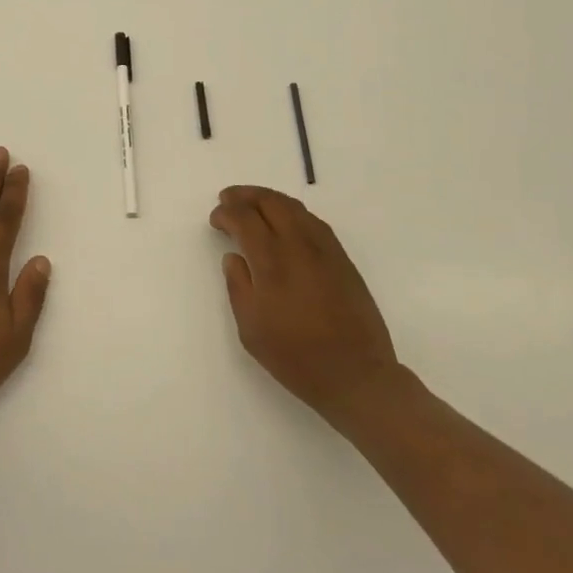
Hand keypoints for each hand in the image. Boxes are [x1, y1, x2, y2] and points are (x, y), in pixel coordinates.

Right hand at [209, 185, 408, 435]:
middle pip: (271, 203)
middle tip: (228, 198)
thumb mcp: (251, 330)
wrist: (357, 376)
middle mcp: (299, 246)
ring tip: (253, 203)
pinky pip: (314, 222)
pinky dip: (293, 212)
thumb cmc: (296, 357)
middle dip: (246, 196)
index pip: (245, 219)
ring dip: (270, 199)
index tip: (216, 218)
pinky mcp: (343, 259)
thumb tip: (233, 257)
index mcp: (272, 262)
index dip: (227, 212)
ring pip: (295, 208)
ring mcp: (325, 250)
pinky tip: (286, 222)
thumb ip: (238, 286)